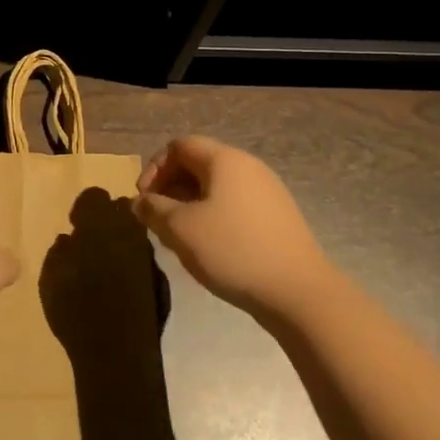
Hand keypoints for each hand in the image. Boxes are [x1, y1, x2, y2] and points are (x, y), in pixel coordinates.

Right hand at [133, 136, 327, 314]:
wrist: (299, 293)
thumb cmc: (233, 250)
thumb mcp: (180, 229)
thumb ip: (154, 209)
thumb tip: (140, 202)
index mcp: (225, 160)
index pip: (180, 146)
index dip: (154, 168)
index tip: (144, 199)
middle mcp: (248, 167)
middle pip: (199, 163)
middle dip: (170, 187)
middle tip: (157, 218)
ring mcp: (268, 192)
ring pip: (216, 186)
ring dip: (190, 203)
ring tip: (179, 235)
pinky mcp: (278, 217)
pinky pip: (235, 204)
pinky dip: (213, 215)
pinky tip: (209, 246)